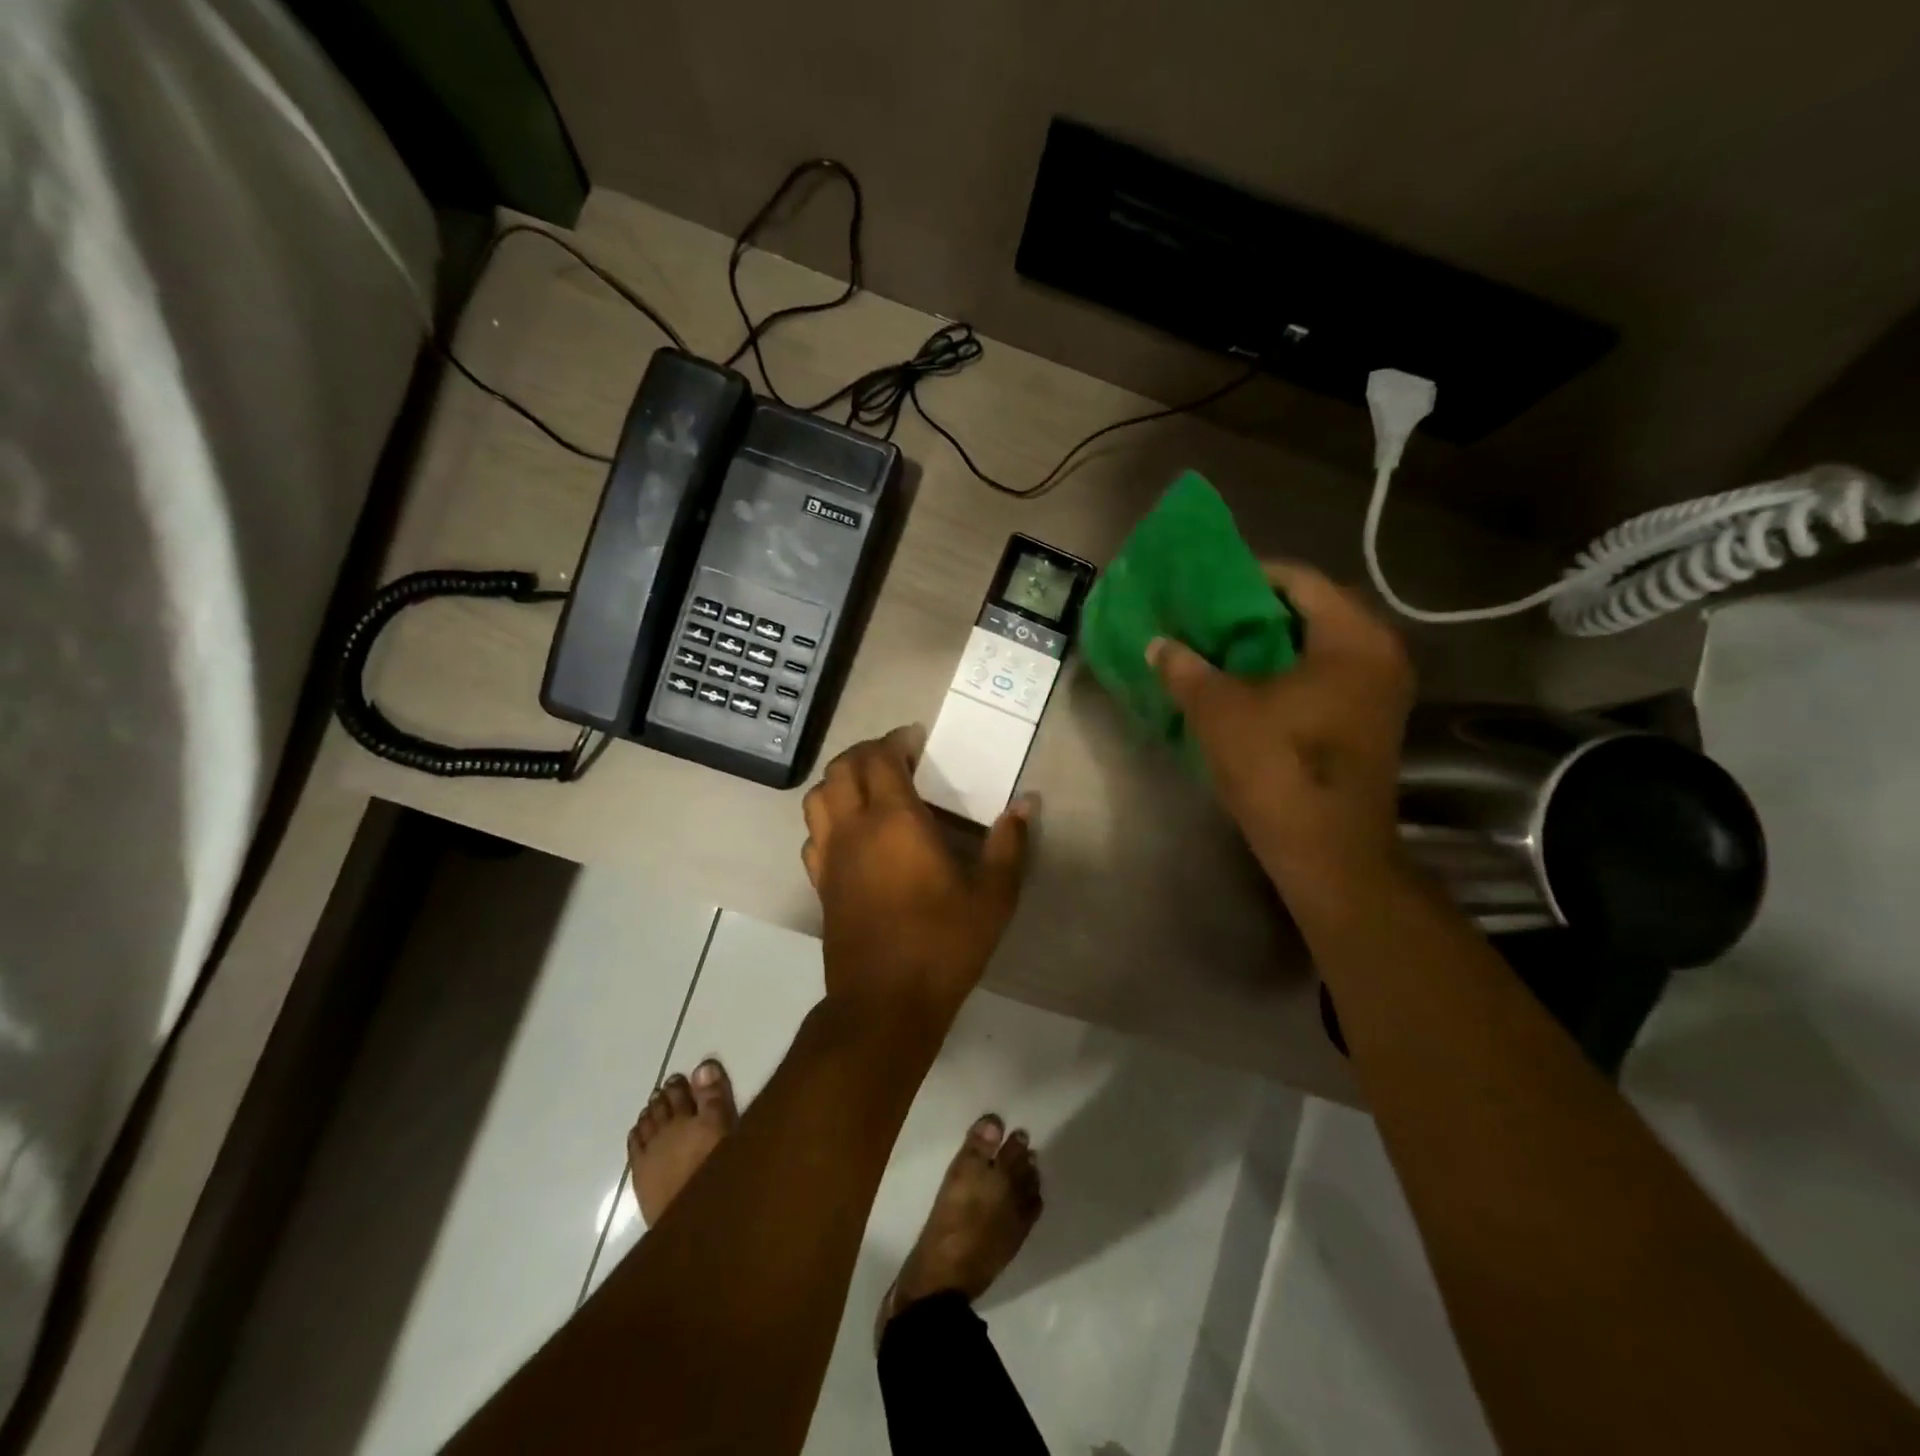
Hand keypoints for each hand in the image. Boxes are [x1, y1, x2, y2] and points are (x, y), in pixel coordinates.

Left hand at [801, 726, 1032, 1019]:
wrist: (886, 1003)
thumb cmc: (943, 943)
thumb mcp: (993, 896)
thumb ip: (1009, 844)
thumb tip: (1026, 803)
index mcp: (894, 821)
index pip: (880, 758)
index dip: (896, 740)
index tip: (917, 740)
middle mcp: (854, 829)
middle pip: (842, 769)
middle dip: (866, 752)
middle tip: (896, 758)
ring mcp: (830, 856)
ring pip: (818, 797)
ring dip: (840, 780)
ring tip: (870, 787)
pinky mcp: (820, 883)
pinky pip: (813, 833)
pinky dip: (827, 817)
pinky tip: (852, 833)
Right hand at [1149, 562, 1414, 911]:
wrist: (1327, 851)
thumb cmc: (1278, 768)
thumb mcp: (1219, 711)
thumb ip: (1185, 668)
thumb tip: (1157, 643)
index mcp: (1352, 639)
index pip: (1300, 580)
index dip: (1248, 575)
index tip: (1206, 586)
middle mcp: (1378, 655)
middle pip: (1312, 610)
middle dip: (1257, 611)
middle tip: (1209, 616)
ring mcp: (1379, 691)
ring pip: (1318, 646)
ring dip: (1271, 643)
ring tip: (1220, 648)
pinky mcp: (1368, 722)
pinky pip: (1325, 676)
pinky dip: (1286, 671)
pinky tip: (1246, 685)